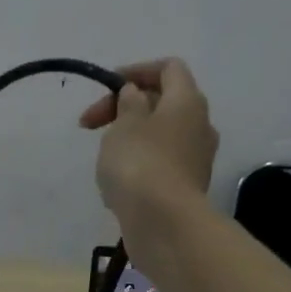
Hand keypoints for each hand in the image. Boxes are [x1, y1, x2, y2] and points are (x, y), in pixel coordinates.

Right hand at [80, 58, 218, 226]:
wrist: (162, 223)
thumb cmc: (139, 164)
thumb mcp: (124, 125)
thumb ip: (127, 103)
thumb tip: (136, 94)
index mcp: (187, 101)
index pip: (168, 69)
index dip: (136, 71)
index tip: (106, 88)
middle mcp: (200, 125)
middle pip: (163, 104)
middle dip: (125, 109)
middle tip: (91, 126)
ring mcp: (196, 159)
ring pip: (160, 137)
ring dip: (131, 140)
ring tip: (104, 158)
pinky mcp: (186, 188)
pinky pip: (160, 166)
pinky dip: (138, 166)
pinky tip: (117, 185)